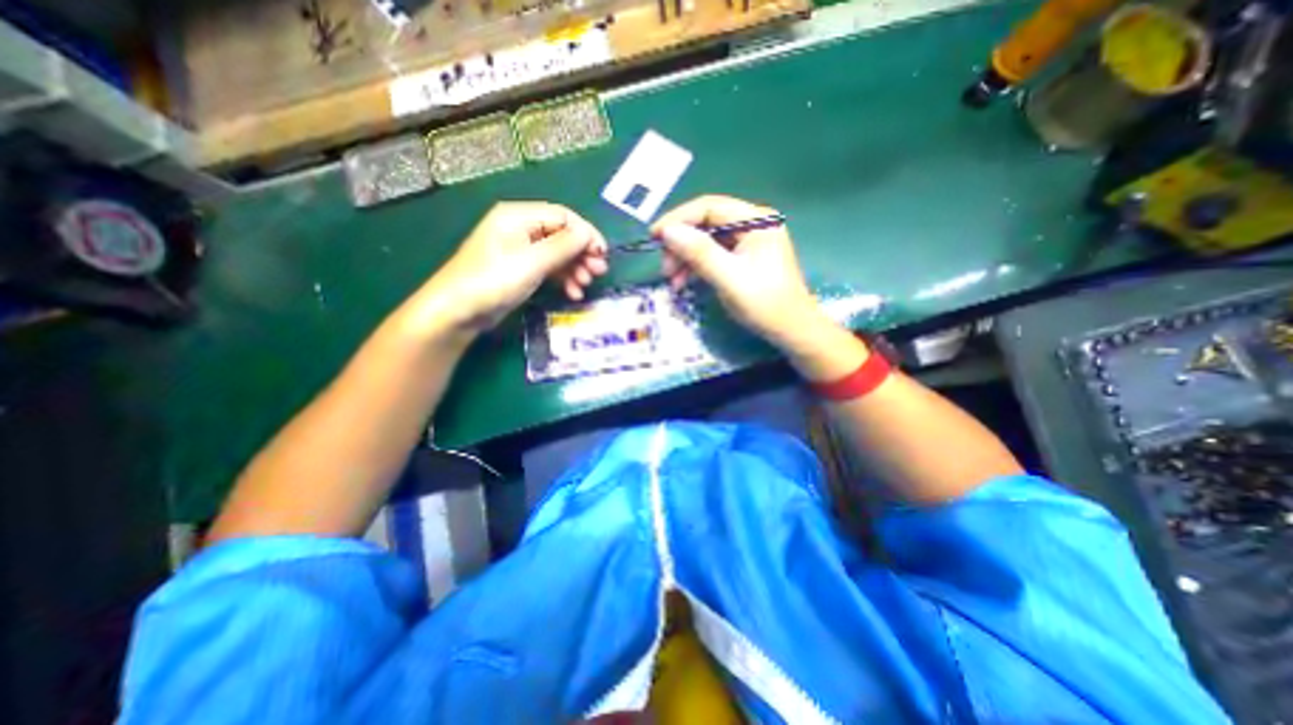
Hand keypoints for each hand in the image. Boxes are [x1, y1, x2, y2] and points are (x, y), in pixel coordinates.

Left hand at [420, 202, 611, 329]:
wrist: (458, 311)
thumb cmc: (494, 281)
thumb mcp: (532, 262)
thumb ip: (563, 246)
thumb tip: (589, 234)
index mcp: (519, 216)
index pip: (564, 216)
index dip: (586, 234)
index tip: (602, 255)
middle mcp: (520, 228)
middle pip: (562, 234)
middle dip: (582, 253)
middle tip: (598, 273)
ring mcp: (520, 249)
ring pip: (557, 253)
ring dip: (574, 268)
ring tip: (585, 285)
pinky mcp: (520, 268)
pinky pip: (548, 267)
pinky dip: (562, 277)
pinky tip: (572, 292)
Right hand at [658, 197, 827, 348]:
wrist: (791, 330)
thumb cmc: (765, 304)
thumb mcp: (729, 278)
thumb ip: (700, 252)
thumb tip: (668, 231)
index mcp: (756, 220)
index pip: (709, 207)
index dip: (678, 219)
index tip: (654, 237)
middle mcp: (753, 223)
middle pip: (706, 223)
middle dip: (682, 244)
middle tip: (665, 269)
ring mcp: (748, 240)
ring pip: (706, 240)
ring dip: (686, 258)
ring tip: (672, 281)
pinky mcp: (743, 257)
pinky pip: (713, 254)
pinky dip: (697, 266)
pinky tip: (684, 282)